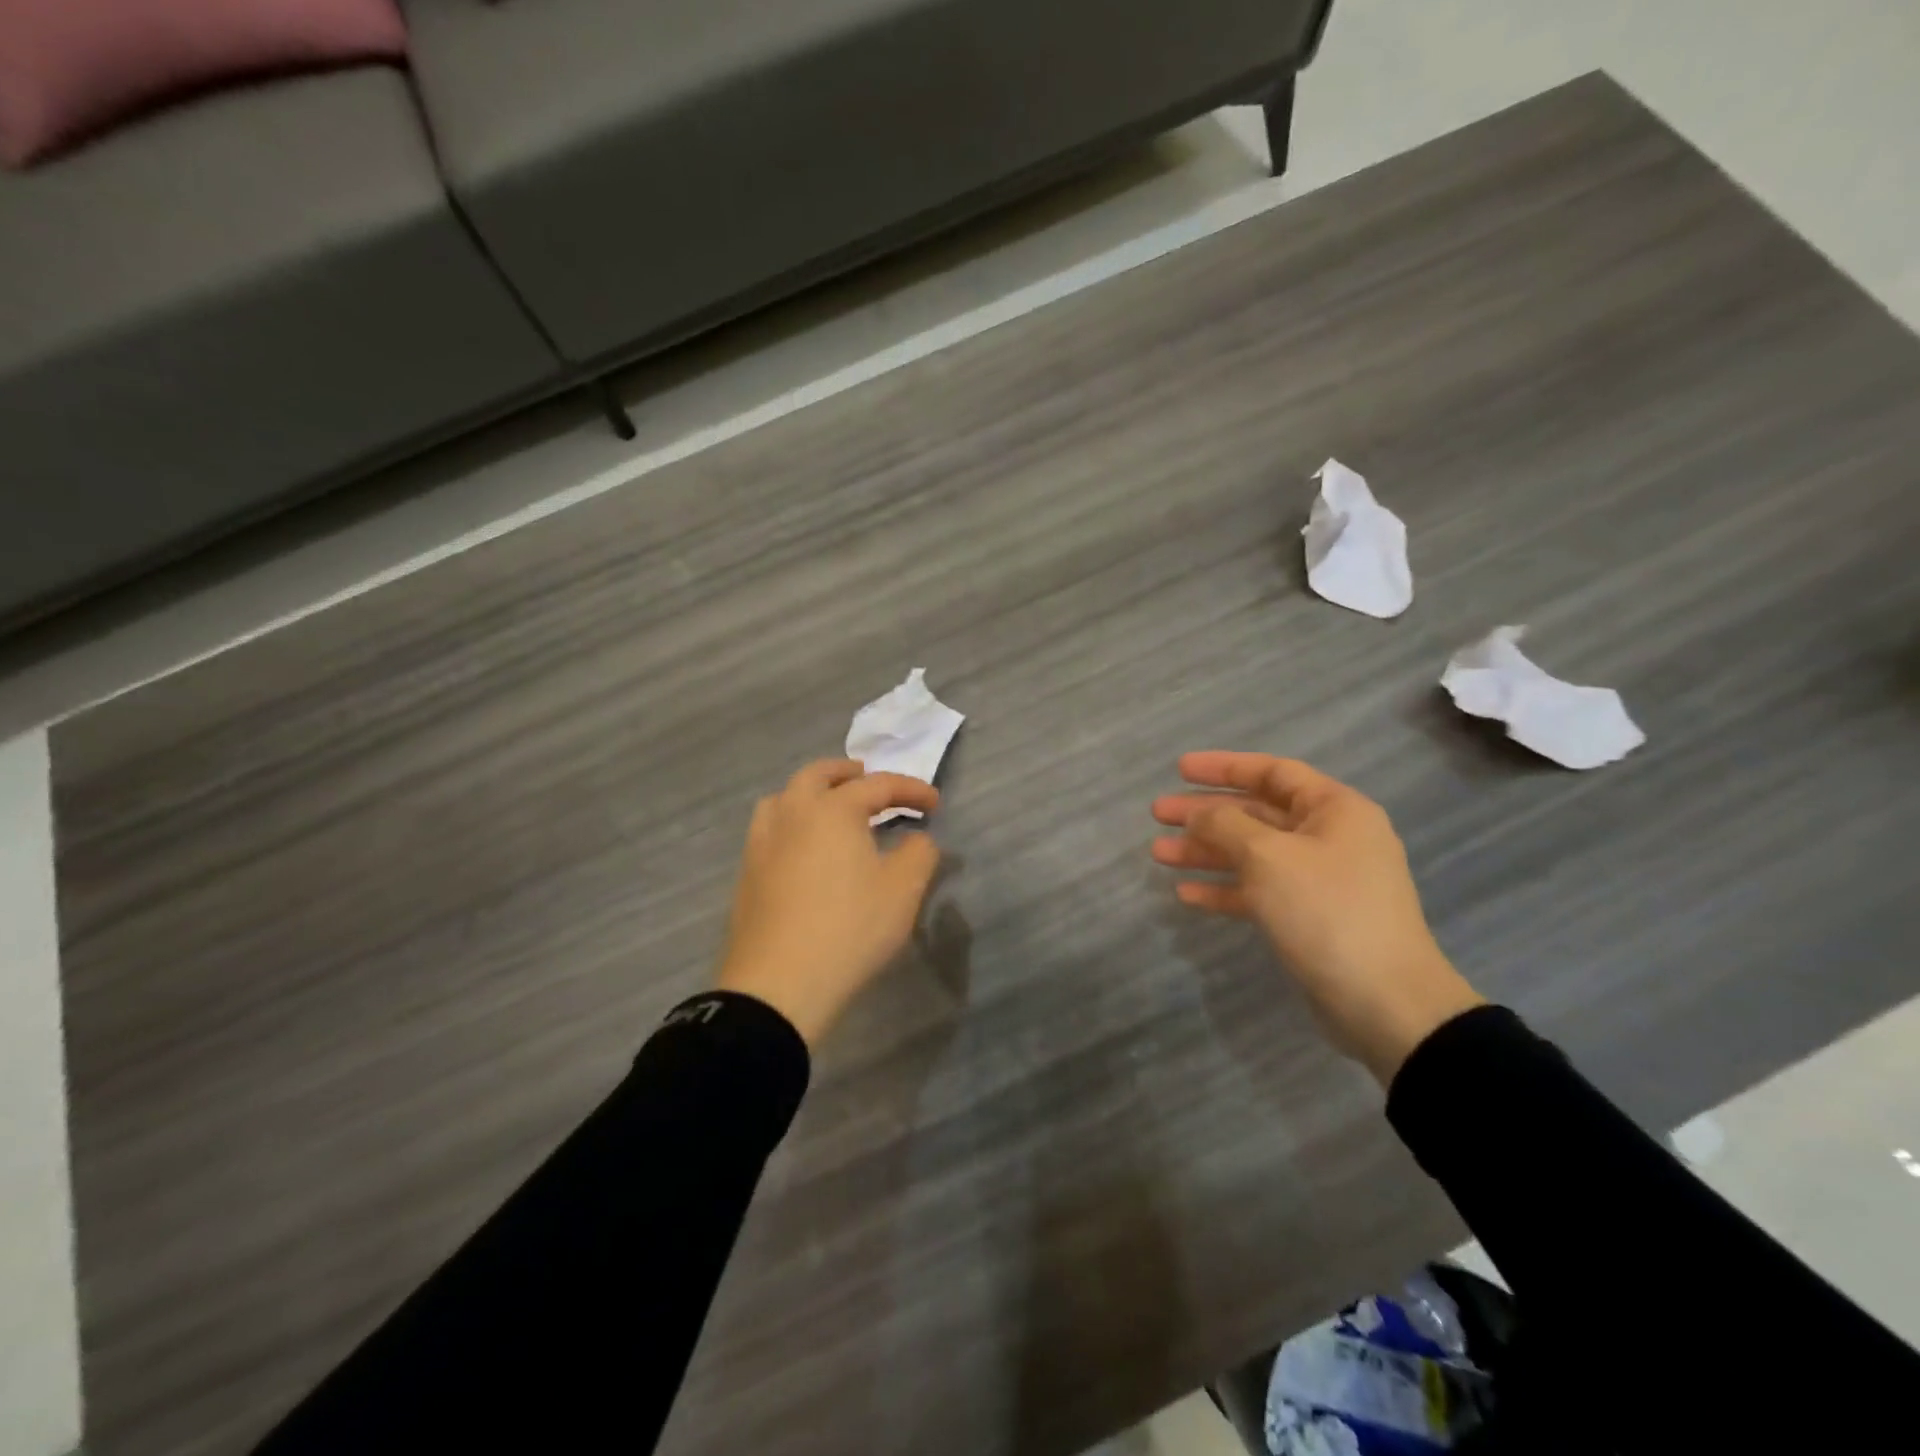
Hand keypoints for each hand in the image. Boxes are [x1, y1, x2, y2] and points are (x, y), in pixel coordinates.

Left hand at [716, 759, 941, 1046]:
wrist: (778, 984)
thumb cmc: (850, 929)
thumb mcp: (903, 891)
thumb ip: (919, 854)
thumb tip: (918, 839)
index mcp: (832, 809)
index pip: (878, 785)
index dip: (911, 789)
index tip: (935, 803)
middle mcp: (792, 814)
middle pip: (817, 775)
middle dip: (848, 773)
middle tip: (870, 782)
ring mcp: (762, 843)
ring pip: (784, 798)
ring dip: (811, 793)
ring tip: (831, 809)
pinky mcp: (747, 874)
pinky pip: (770, 829)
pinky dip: (792, 822)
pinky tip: (804, 849)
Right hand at [1152, 751, 1484, 1085]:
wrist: (1385, 1002)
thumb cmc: (1326, 910)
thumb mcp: (1268, 856)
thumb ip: (1226, 824)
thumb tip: (1200, 813)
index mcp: (1334, 810)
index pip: (1273, 772)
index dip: (1224, 767)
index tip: (1179, 769)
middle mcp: (1329, 838)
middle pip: (1256, 812)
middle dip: (1205, 813)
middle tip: (1158, 814)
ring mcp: (1319, 880)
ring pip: (1252, 853)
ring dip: (1206, 851)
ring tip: (1158, 853)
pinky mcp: (1308, 918)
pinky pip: (1258, 891)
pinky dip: (1224, 888)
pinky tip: (1186, 893)